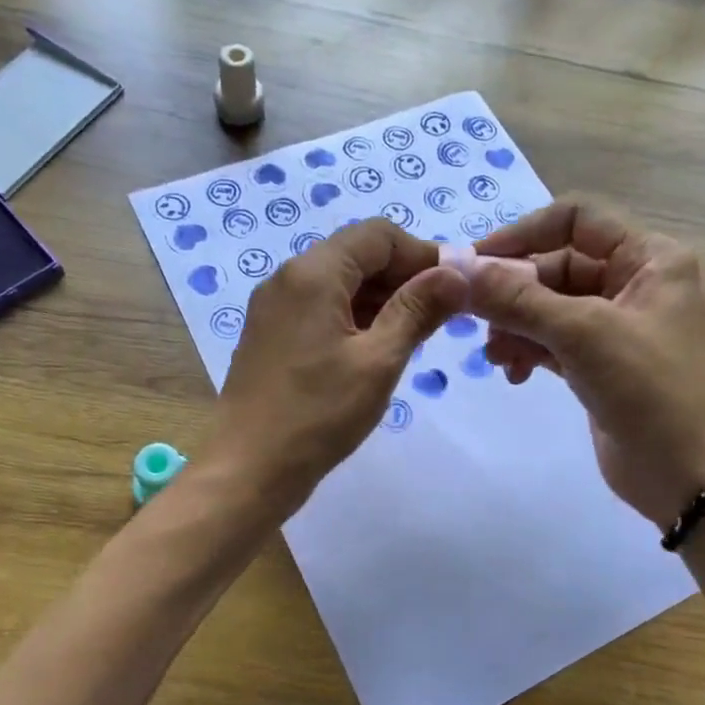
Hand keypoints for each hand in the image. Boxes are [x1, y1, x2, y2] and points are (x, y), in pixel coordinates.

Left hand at [203, 220, 466, 513]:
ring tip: (414, 335)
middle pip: (357, 254)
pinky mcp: (270, 333)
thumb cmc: (318, 414)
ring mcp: (274, 306)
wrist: (248, 468)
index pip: (378, 235)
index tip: (455, 287)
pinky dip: (354, 316)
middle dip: (403, 276)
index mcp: (313, 273)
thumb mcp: (379, 361)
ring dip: (380, 298)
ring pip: (339, 281)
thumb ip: (418, 310)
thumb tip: (457, 273)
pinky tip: (376, 349)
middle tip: (440, 315)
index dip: (422, 254)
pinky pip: (320, 307)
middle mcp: (288, 277)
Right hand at [469, 198, 704, 524]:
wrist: (696, 478)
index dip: (522, 235)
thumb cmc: (654, 390)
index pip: (575, 220)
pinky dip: (529, 353)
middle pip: (555, 268)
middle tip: (475, 322)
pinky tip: (515, 376)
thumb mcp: (585, 334)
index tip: (474, 264)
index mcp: (648, 258)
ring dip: (515, 327)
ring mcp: (617, 328)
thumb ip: (519, 299)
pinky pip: (553, 344)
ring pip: (549, 309)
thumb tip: (458, 269)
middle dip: (514, 294)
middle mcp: (633, 283)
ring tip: (498, 359)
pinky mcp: (601, 367)